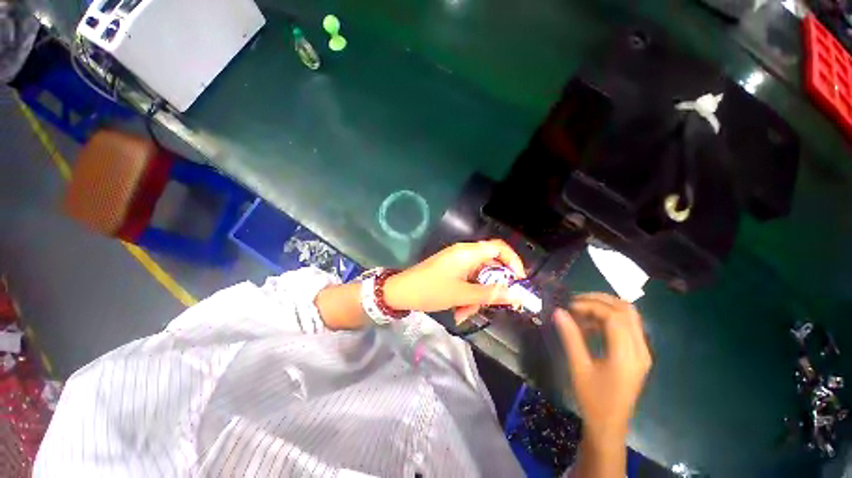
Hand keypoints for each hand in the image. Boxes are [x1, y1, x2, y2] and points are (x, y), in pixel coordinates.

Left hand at [384, 240, 526, 323]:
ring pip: (478, 277)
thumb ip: (490, 294)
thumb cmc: (431, 290)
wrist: (401, 292)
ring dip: (476, 297)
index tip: (518, 282)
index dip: (513, 262)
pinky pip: (467, 281)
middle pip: (490, 266)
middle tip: (490, 307)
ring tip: (464, 313)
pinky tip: (458, 310)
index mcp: (468, 252)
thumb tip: (516, 295)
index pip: (499, 247)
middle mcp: (464, 253)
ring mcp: (457, 262)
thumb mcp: (462, 295)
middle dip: (491, 288)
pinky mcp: (451, 270)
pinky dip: (466, 295)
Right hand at [553, 294, 651, 443]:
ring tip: (580, 310)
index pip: (614, 317)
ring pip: (629, 316)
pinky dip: (608, 318)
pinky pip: (627, 327)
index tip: (569, 306)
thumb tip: (558, 311)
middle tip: (575, 301)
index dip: (591, 305)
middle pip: (627, 311)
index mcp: (627, 355)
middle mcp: (640, 350)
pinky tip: (590, 325)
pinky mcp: (638, 355)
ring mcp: (642, 352)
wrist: (609, 426)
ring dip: (605, 307)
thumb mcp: (578, 367)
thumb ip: (570, 337)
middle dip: (600, 300)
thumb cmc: (593, 399)